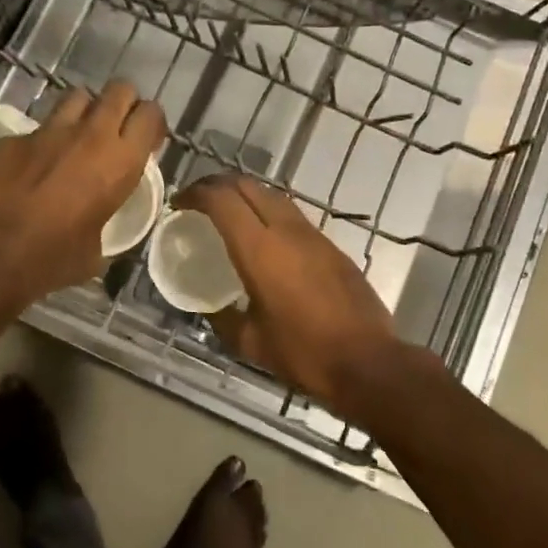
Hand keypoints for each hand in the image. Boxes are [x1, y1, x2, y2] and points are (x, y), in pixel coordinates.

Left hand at [0, 81, 165, 306]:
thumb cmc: (52, 259)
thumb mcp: (96, 250)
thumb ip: (103, 223)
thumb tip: (95, 226)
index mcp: (120, 162)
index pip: (150, 114)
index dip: (151, 122)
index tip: (146, 139)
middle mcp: (90, 135)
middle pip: (119, 90)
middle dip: (122, 103)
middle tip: (115, 128)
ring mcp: (48, 131)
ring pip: (77, 96)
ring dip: (83, 112)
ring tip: (76, 137)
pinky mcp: (12, 137)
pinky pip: (35, 129)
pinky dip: (40, 142)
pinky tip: (29, 167)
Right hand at [174, 175, 416, 422]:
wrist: (368, 361)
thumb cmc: (304, 353)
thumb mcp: (251, 343)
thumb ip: (223, 319)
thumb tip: (209, 308)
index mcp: (259, 249)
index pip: (222, 199)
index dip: (196, 194)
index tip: (180, 204)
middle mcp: (286, 230)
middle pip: (247, 186)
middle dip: (218, 185)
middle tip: (199, 202)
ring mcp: (313, 234)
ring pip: (273, 196)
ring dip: (246, 195)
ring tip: (229, 215)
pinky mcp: (331, 245)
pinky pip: (292, 215)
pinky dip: (269, 213)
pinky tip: (265, 238)